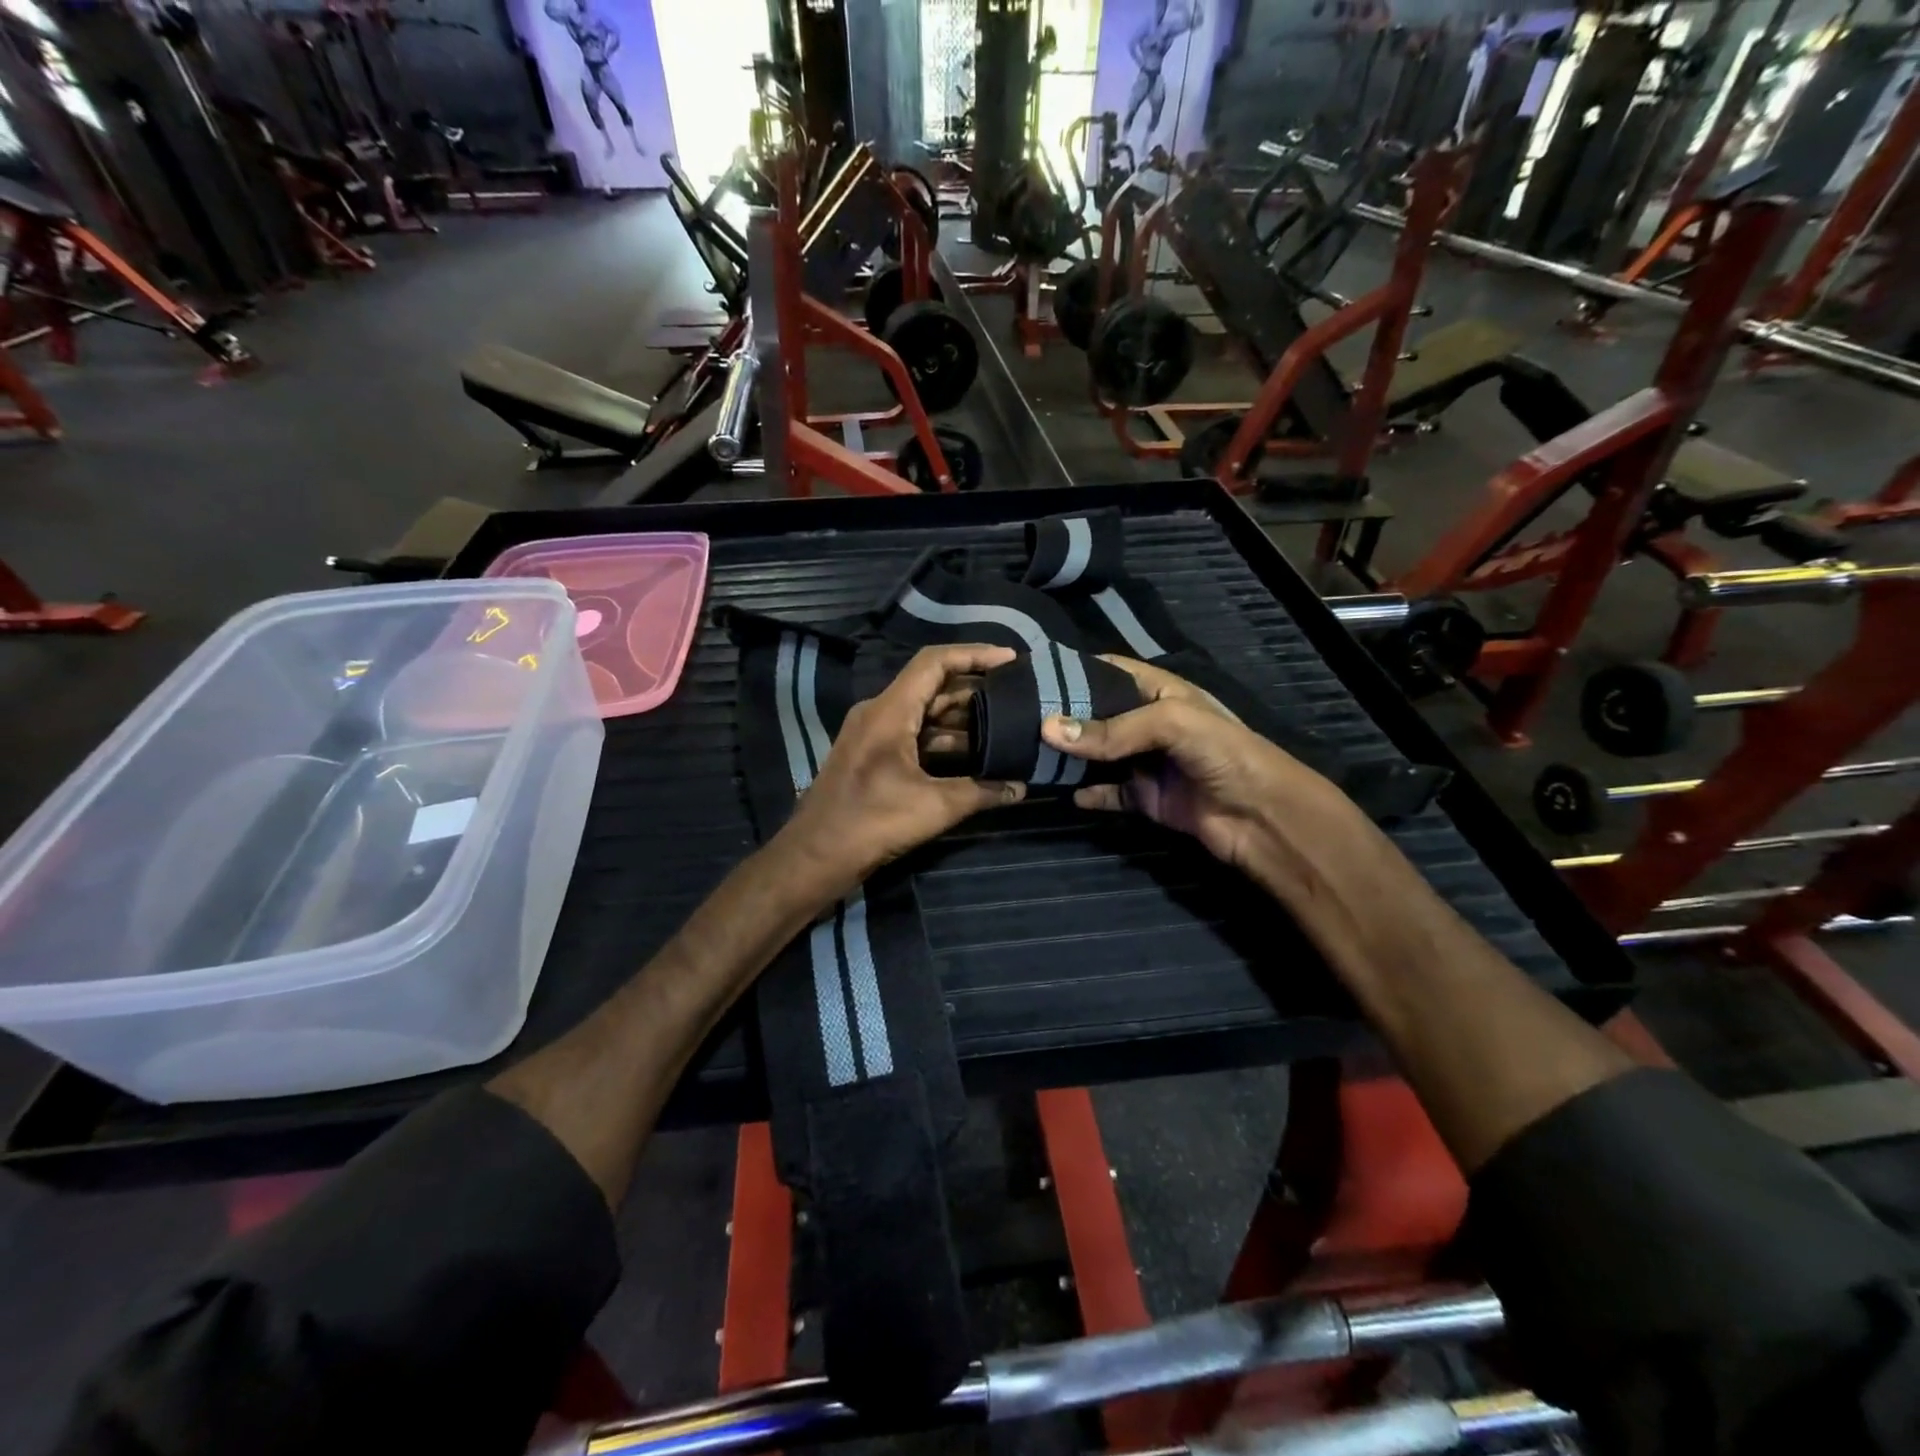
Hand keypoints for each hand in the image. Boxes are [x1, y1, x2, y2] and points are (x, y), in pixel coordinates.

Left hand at [775, 645, 1026, 903]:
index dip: (974, 654)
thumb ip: (980, 792)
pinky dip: (945, 742)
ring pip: (925, 715)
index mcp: (889, 711)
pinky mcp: (873, 758)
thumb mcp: (933, 806)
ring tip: (1006, 727)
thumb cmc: (871, 822)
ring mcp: (874, 736)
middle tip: (1016, 697)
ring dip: (962, 721)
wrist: (814, 856)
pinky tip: (975, 758)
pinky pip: (915, 737)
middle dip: (975, 690)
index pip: (934, 663)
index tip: (1010, 660)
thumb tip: (1021, 788)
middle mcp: (879, 714)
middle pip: (933, 687)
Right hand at [1039, 656, 1359, 896]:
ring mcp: (1146, 762)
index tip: (1031, 673)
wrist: (1264, 818)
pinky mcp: (1145, 798)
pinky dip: (1087, 793)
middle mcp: (1148, 723)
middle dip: (1062, 717)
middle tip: (1016, 718)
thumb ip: (1111, 729)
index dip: (1073, 670)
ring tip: (1027, 753)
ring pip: (1097, 756)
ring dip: (1069, 757)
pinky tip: (1063, 793)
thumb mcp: (1170, 724)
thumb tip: (1048, 729)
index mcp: (1160, 691)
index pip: (1109, 671)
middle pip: (1097, 715)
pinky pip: (1108, 793)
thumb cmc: (1225, 753)